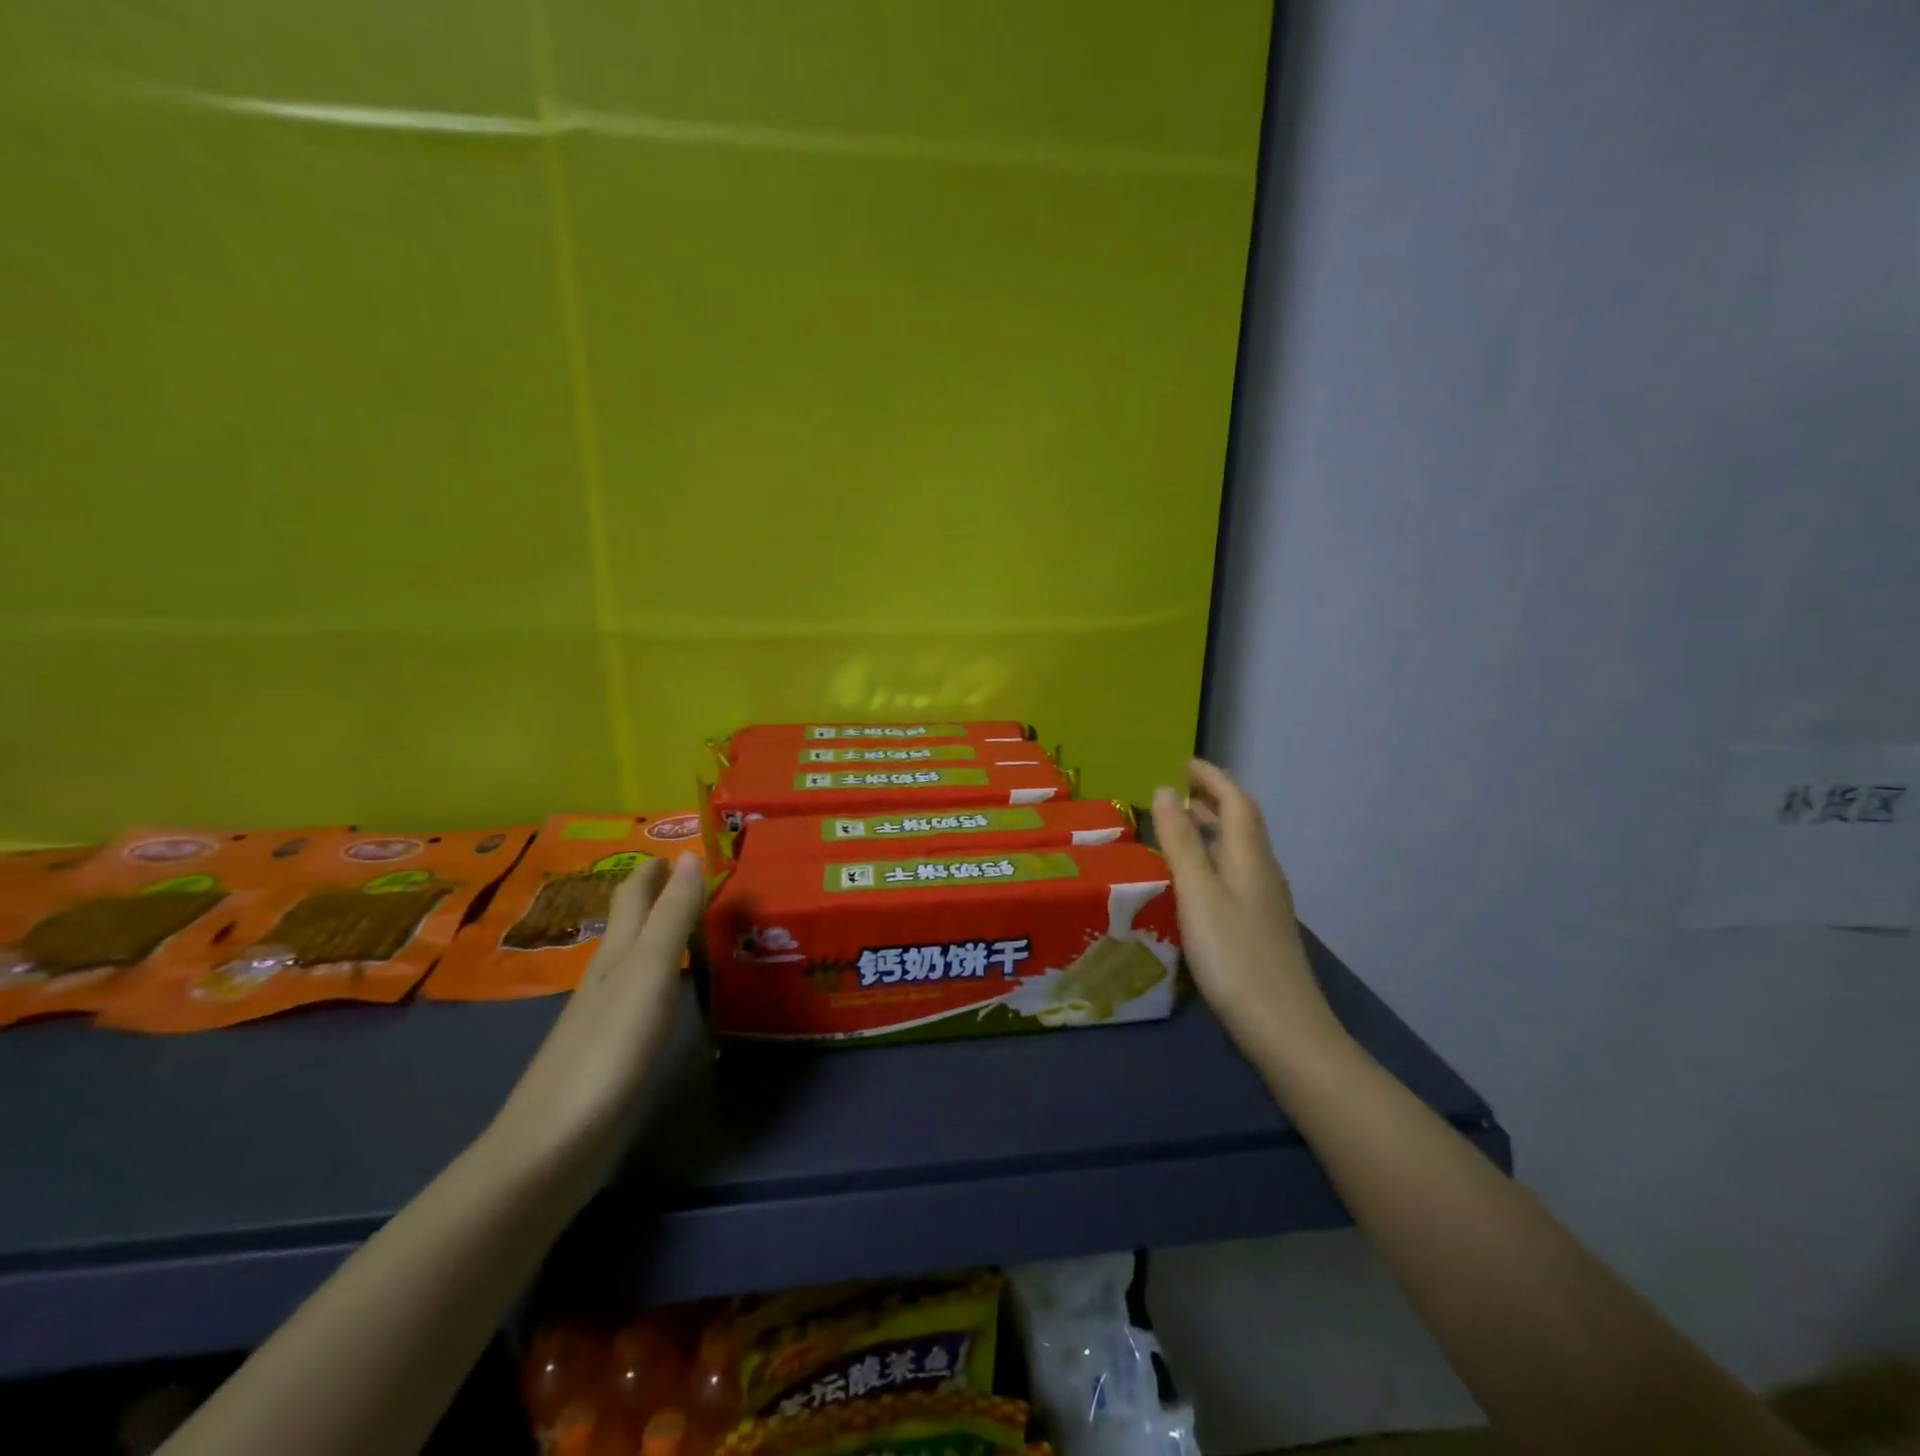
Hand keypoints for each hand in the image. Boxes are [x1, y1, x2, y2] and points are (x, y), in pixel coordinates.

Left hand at [487, 854, 705, 1182]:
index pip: (634, 895)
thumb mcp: (649, 972)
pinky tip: (671, 989)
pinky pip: (642, 994)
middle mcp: (607, 976)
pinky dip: (661, 976)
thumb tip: (687, 855)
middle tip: (695, 878)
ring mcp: (605, 1015)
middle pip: (631, 923)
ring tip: (694, 924)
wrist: (554, 1144)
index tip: (681, 847)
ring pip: (635, 958)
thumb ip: (671, 916)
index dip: (653, 869)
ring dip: (660, 934)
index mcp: (617, 953)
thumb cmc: (609, 1048)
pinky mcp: (611, 1051)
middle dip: (657, 895)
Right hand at [1152, 759, 1345, 1063]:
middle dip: (1213, 799)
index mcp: (1249, 856)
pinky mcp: (1261, 926)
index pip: (1236, 801)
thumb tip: (1166, 790)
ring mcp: (1266, 901)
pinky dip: (1214, 859)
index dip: (1212, 777)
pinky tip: (1195, 881)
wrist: (1283, 1028)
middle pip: (1243, 822)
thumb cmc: (1233, 955)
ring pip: (1240, 849)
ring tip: (1180, 828)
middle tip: (1176, 792)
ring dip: (1214, 829)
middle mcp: (1263, 871)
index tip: (1183, 763)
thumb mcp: (1198, 893)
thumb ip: (1181, 841)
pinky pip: (1236, 874)